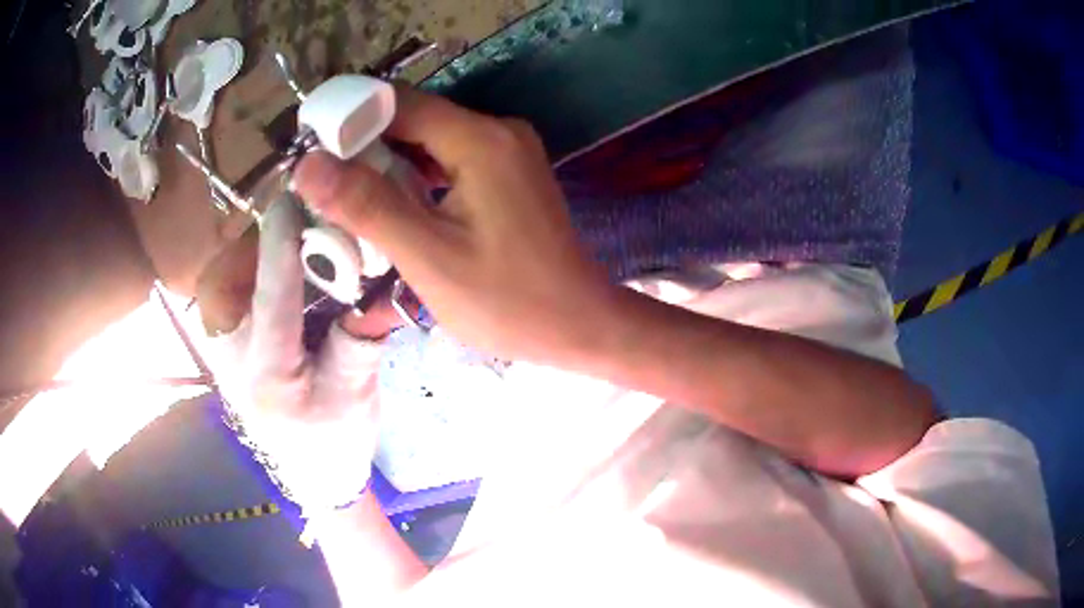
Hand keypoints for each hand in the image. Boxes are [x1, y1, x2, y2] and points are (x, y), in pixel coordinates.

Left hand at [194, 196, 401, 513]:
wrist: (308, 471)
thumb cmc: (335, 439)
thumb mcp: (358, 392)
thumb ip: (361, 334)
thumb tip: (379, 277)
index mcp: (269, 374)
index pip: (272, 299)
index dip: (281, 246)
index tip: (293, 200)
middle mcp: (232, 357)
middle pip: (232, 277)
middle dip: (263, 239)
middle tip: (303, 218)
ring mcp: (220, 348)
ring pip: (225, 275)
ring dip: (258, 247)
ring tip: (296, 236)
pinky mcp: (222, 341)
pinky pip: (228, 285)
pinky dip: (253, 263)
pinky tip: (283, 264)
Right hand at [292, 87, 620, 365]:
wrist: (580, 324)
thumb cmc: (508, 301)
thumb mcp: (428, 257)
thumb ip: (367, 205)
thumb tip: (307, 165)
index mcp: (480, 139)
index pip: (396, 103)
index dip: (347, 118)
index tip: (308, 150)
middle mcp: (497, 130)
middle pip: (413, 119)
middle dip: (364, 146)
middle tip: (324, 187)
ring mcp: (507, 150)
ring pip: (429, 140)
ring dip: (388, 164)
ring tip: (349, 201)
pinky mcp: (508, 173)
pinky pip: (449, 159)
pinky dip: (416, 177)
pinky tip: (394, 205)